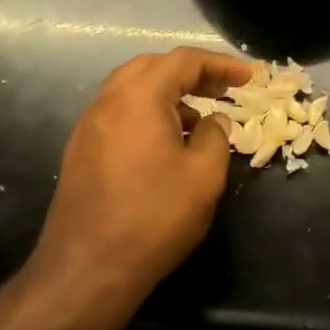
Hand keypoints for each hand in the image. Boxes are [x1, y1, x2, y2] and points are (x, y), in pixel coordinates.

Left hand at [29, 48, 250, 309]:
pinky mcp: (80, 151)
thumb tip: (214, 121)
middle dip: (191, 73)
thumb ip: (216, 136)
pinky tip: (167, 142)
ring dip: (168, 93)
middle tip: (222, 89)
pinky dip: (148, 113)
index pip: (183, 61)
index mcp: (139, 97)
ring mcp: (89, 127)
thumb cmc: (154, 216)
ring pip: (131, 90)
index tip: (248, 77)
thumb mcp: (204, 175)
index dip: (220, 64)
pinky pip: (119, 114)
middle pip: (152, 67)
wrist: (88, 268)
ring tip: (199, 116)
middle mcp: (108, 101)